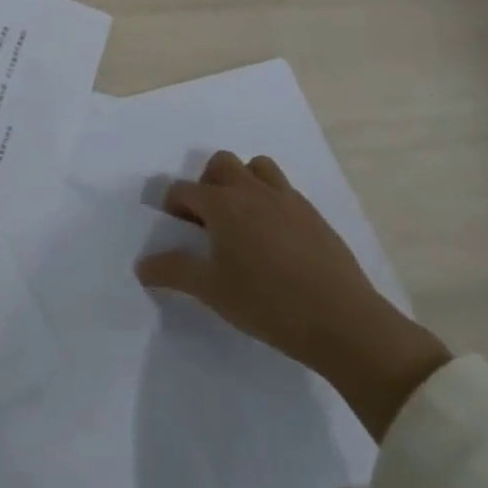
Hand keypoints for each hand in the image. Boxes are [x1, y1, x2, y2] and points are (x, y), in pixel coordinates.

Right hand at [134, 151, 449, 439]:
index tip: (178, 233)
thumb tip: (142, 265)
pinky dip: (271, 202)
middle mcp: (252, 191)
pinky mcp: (315, 216)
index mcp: (222, 204)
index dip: (173, 207)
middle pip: (221, 164)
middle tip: (209, 221)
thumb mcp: (212, 291)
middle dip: (207, 184)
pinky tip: (275, 240)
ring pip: (257, 168)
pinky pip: (285, 191)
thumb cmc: (268, 304)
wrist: (345, 324)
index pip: (183, 190)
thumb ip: (173, 272)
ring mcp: (288, 200)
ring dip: (243, 183)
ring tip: (242, 220)